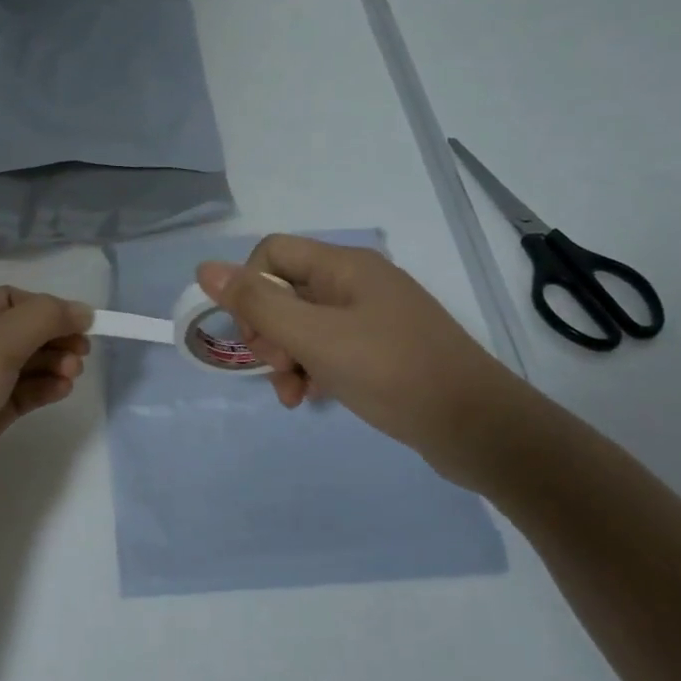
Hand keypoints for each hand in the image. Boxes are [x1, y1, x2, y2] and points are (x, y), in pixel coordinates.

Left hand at [0, 287, 90, 536]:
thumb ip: (42, 319)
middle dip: (50, 338)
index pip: (6, 299)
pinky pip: (14, 397)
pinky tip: (61, 390)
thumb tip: (81, 310)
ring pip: (16, 366)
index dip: (46, 308)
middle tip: (82, 353)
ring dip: (49, 365)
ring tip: (73, 374)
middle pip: (14, 332)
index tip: (84, 324)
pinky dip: (39, 390)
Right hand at [196, 236, 530, 483]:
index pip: (271, 254)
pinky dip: (311, 370)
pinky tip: (311, 398)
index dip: (249, 288)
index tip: (253, 333)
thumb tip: (204, 268)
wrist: (476, 427)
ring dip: (286, 358)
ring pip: (303, 326)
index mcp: (344, 266)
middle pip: (285, 291)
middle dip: (268, 332)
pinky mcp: (381, 351)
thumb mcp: (314, 337)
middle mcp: (357, 284)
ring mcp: (371, 318)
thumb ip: (257, 304)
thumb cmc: (390, 371)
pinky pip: (329, 349)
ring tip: (292, 394)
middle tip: (279, 366)